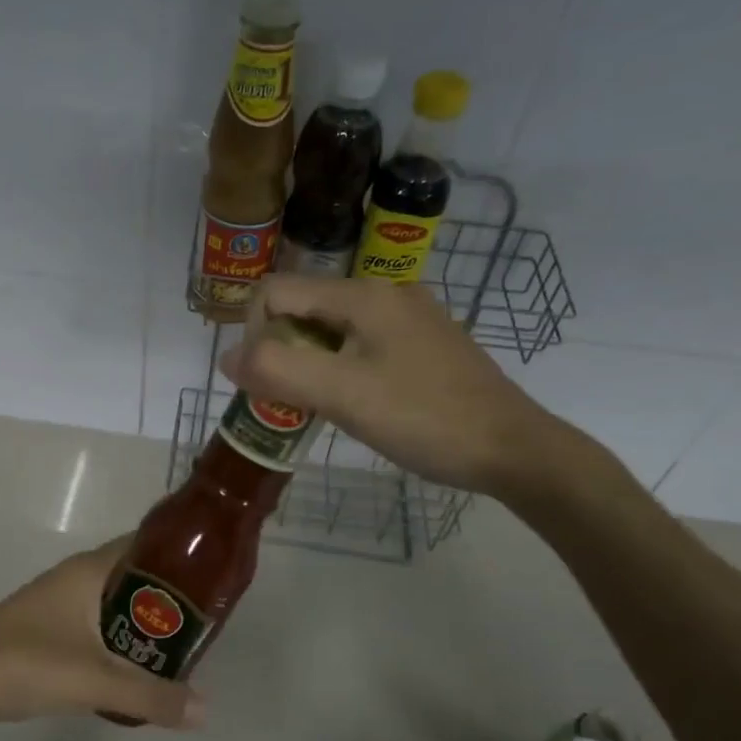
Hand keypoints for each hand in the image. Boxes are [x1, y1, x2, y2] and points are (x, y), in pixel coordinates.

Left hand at [0, 541, 204, 732]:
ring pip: (116, 602)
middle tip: (207, 622)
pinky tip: (135, 667)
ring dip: (145, 620)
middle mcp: (76, 577)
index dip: (181, 554)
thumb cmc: (24, 663)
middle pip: (135, 575)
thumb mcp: (94, 682)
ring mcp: (59, 603)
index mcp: (90, 570)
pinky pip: (98, 624)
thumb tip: (206, 710)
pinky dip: (121, 638)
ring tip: (181, 646)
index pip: (146, 544)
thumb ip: (150, 695)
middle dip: (170, 595)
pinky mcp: (47, 629)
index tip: (216, 575)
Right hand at [220, 275, 562, 495]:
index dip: (256, 333)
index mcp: (363, 295)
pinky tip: (358, 403)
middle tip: (293, 399)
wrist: (513, 449)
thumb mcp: (342, 395)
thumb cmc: (425, 418)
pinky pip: (361, 344)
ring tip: (322, 406)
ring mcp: (410, 318)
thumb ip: (278, 370)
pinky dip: (341, 368)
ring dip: (310, 362)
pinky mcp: (424, 344)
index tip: (270, 381)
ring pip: (332, 328)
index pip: (277, 290)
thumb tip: (227, 357)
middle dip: (282, 350)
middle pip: (304, 307)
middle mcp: (386, 293)